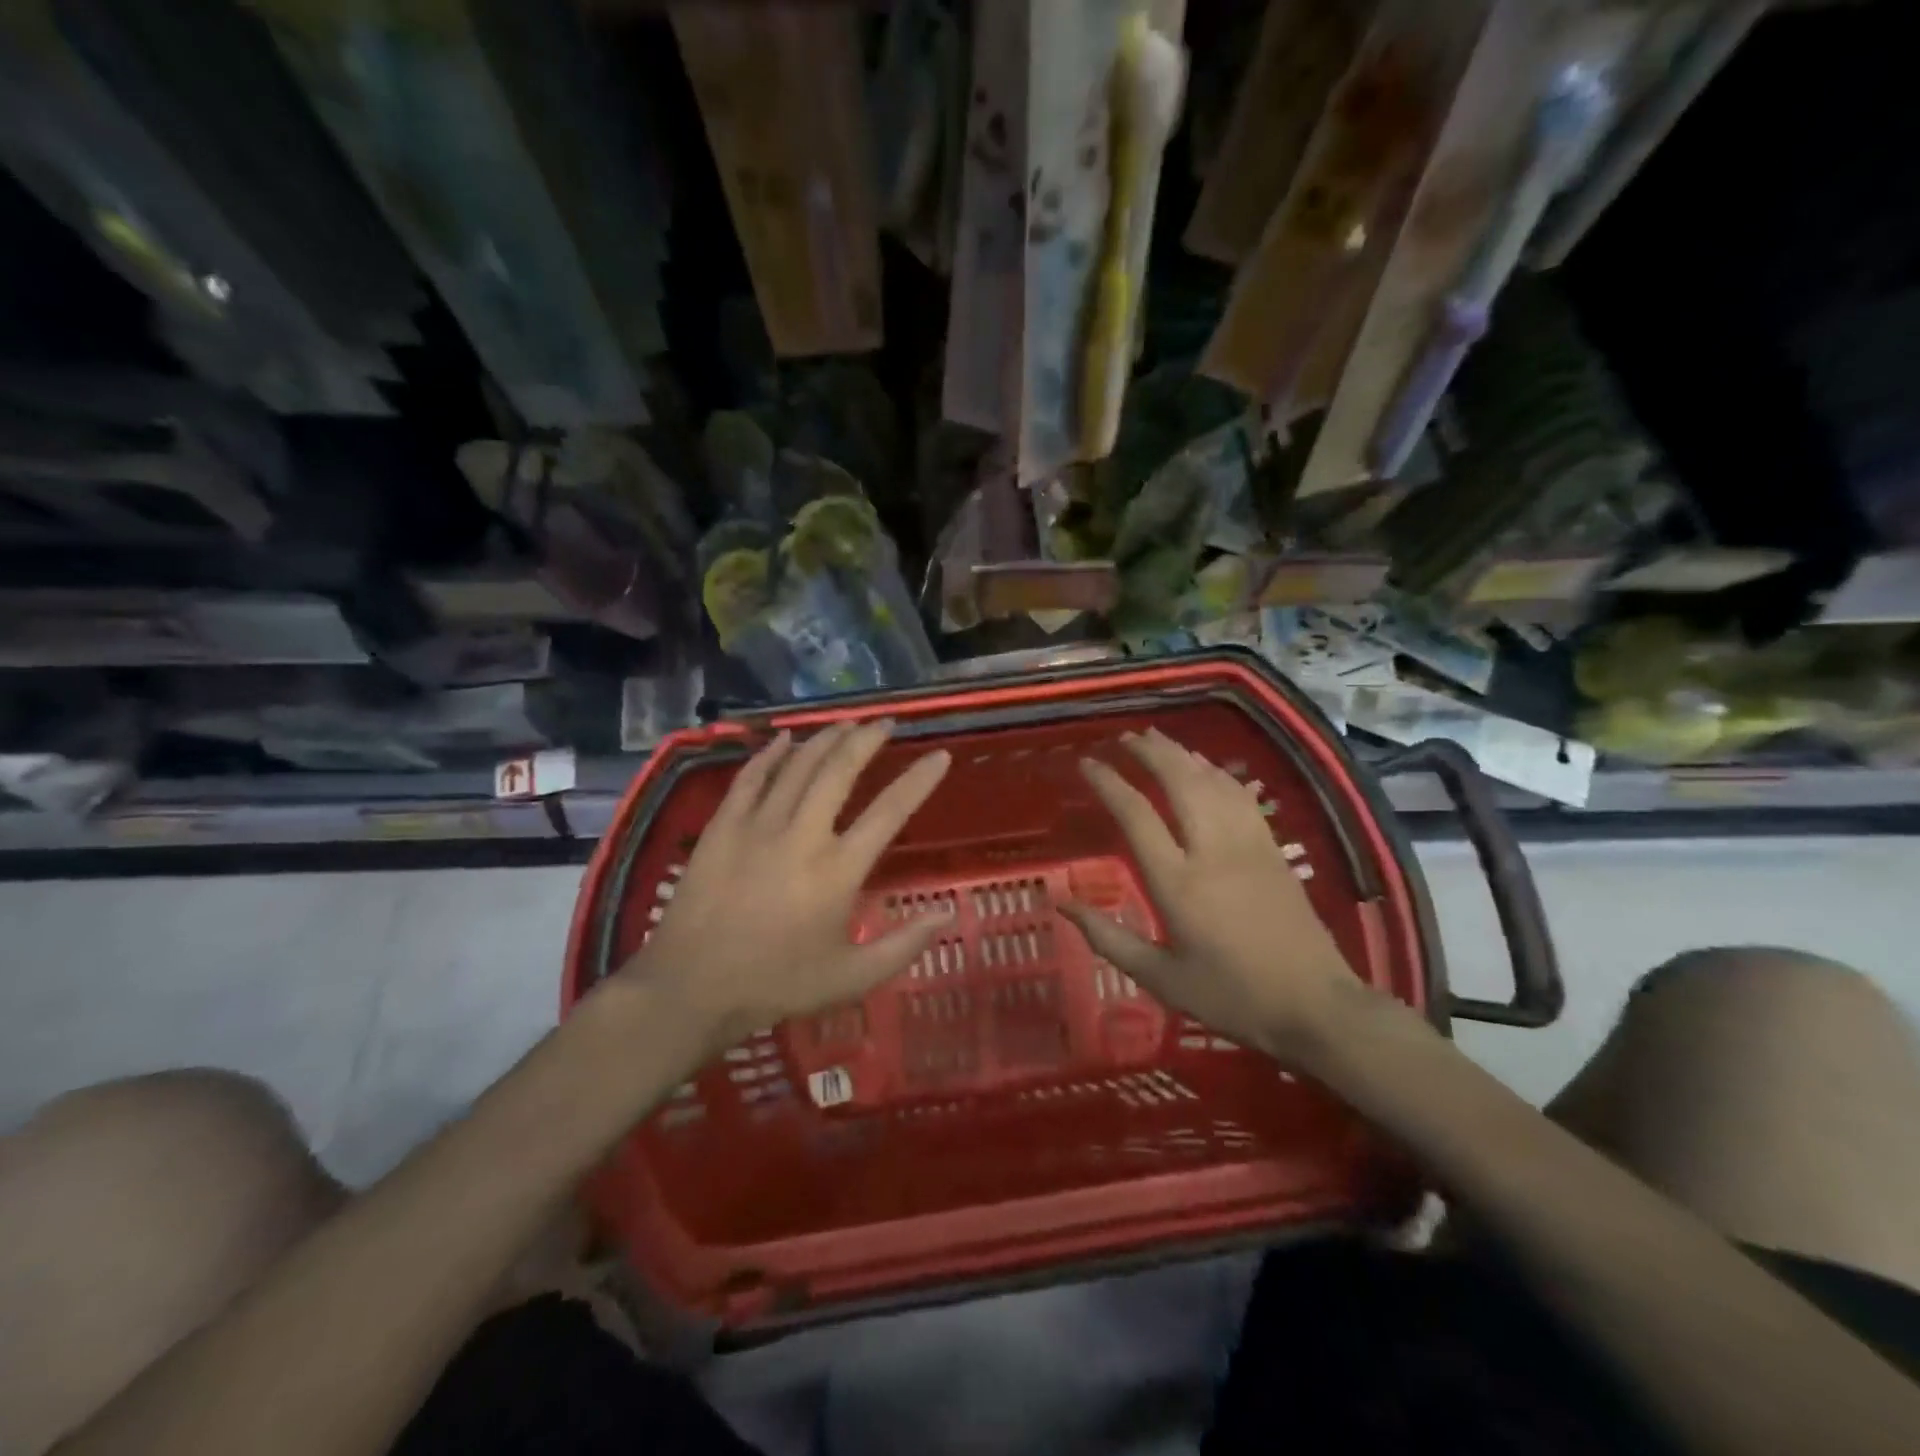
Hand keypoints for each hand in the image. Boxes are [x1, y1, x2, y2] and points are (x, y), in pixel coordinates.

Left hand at [620, 720, 952, 1053]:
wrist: (692, 987)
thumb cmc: (777, 984)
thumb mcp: (852, 978)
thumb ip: (904, 946)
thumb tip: (946, 912)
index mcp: (838, 870)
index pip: (889, 812)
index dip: (919, 780)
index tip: (939, 755)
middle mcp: (802, 835)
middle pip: (840, 770)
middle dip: (867, 740)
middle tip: (885, 723)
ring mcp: (757, 825)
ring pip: (798, 766)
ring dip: (826, 739)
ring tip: (847, 723)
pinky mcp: (722, 826)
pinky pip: (751, 777)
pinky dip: (770, 754)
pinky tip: (785, 739)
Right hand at [1060, 728, 1363, 1061]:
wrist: (1316, 1007)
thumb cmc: (1232, 996)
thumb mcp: (1161, 979)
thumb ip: (1108, 939)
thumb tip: (1063, 905)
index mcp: (1177, 884)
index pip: (1136, 816)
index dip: (1109, 783)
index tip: (1086, 764)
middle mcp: (1211, 851)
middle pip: (1178, 781)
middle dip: (1148, 752)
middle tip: (1123, 738)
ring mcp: (1247, 844)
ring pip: (1211, 781)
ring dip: (1181, 753)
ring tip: (1156, 738)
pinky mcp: (1272, 848)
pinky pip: (1241, 795)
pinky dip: (1217, 772)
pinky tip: (1205, 766)